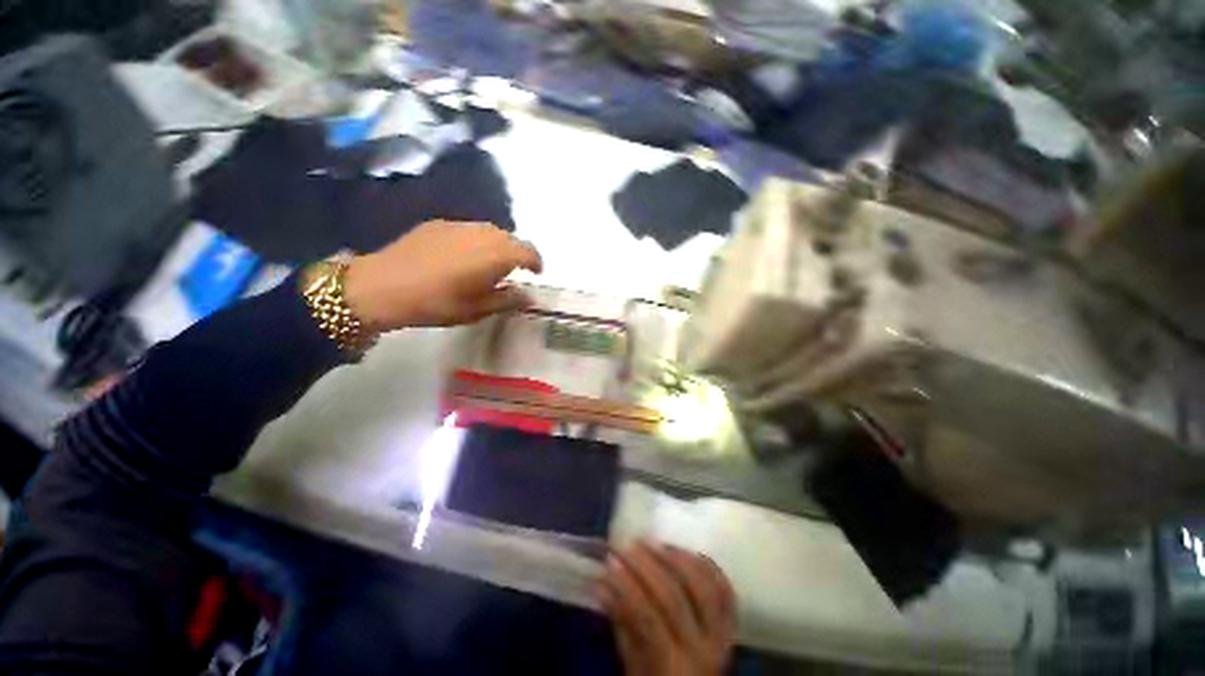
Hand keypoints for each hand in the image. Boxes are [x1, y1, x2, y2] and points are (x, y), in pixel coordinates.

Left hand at [344, 221, 541, 329]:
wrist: (383, 286)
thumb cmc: (437, 303)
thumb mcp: (477, 309)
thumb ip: (507, 300)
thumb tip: (529, 297)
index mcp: (496, 254)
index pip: (528, 251)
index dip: (536, 262)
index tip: (536, 273)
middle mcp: (482, 233)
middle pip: (510, 238)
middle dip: (517, 253)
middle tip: (512, 272)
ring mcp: (459, 225)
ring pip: (489, 231)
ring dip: (497, 245)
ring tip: (489, 263)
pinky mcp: (439, 224)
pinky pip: (468, 229)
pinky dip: (476, 240)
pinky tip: (462, 256)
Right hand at [597, 541, 736, 675]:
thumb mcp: (633, 665)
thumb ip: (622, 623)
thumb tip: (603, 582)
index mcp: (674, 668)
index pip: (648, 618)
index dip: (627, 586)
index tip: (610, 561)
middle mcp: (704, 650)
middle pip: (675, 597)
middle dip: (648, 566)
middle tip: (629, 545)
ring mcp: (723, 636)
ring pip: (704, 585)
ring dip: (677, 558)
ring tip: (655, 543)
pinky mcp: (731, 625)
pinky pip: (724, 588)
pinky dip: (705, 565)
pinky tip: (684, 551)